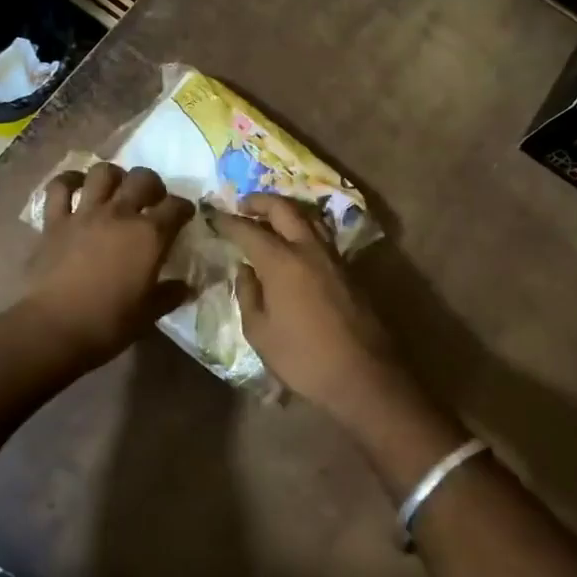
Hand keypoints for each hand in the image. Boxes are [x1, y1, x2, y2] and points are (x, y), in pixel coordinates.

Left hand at [24, 162, 194, 365]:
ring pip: (103, 173)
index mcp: (149, 235)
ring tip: (117, 188)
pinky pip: (59, 188)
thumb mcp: (149, 314)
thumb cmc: (109, 324)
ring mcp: (85, 213)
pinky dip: (69, 181)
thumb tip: (188, 287)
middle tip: (152, 200)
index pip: (176, 207)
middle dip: (153, 185)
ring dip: (114, 176)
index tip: (184, 216)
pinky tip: (76, 185)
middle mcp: (120, 214)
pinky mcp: (55, 221)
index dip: (184, 208)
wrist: (55, 328)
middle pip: (143, 179)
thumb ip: (170, 295)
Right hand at [207, 194, 405, 424]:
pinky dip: (303, 228)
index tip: (212, 215)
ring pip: (308, 217)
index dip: (228, 221)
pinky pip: (321, 235)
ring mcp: (333, 257)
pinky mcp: (348, 270)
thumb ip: (248, 295)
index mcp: (281, 261)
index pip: (248, 230)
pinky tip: (294, 242)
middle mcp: (308, 249)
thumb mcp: (260, 332)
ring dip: (285, 210)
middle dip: (260, 201)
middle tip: (242, 204)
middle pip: (284, 209)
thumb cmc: (303, 358)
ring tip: (269, 217)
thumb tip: (245, 270)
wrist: (363, 375)